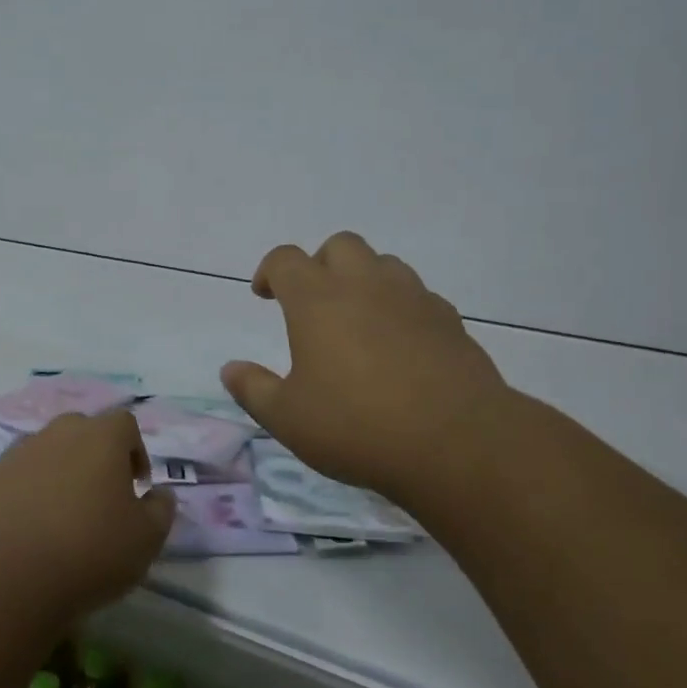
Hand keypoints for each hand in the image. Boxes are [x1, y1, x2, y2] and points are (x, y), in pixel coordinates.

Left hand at [0, 410, 174, 624]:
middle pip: (84, 432)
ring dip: (61, 473)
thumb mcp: (146, 539)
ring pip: (48, 452)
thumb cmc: (90, 552)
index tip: (136, 486)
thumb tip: (159, 494)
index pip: (125, 424)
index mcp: (101, 436)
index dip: (135, 451)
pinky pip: (18, 476)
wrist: (8, 578)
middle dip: (96, 457)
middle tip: (101, 498)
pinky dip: (28, 492)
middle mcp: (59, 432)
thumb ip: (161, 509)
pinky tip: (30, 528)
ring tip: (63, 517)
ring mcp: (19, 453)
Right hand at [221, 231, 514, 513]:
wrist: (456, 442)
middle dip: (320, 264)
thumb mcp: (288, 419)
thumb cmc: (357, 426)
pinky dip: (400, 307)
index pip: (286, 260)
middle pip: (339, 245)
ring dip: (363, 280)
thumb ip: (254, 389)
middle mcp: (365, 285)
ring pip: (383, 264)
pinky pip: (418, 296)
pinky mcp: (449, 319)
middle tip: (313, 303)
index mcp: (318, 300)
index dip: (270, 271)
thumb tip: (230, 369)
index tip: (264, 295)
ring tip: (357, 321)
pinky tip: (400, 344)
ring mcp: (412, 298)